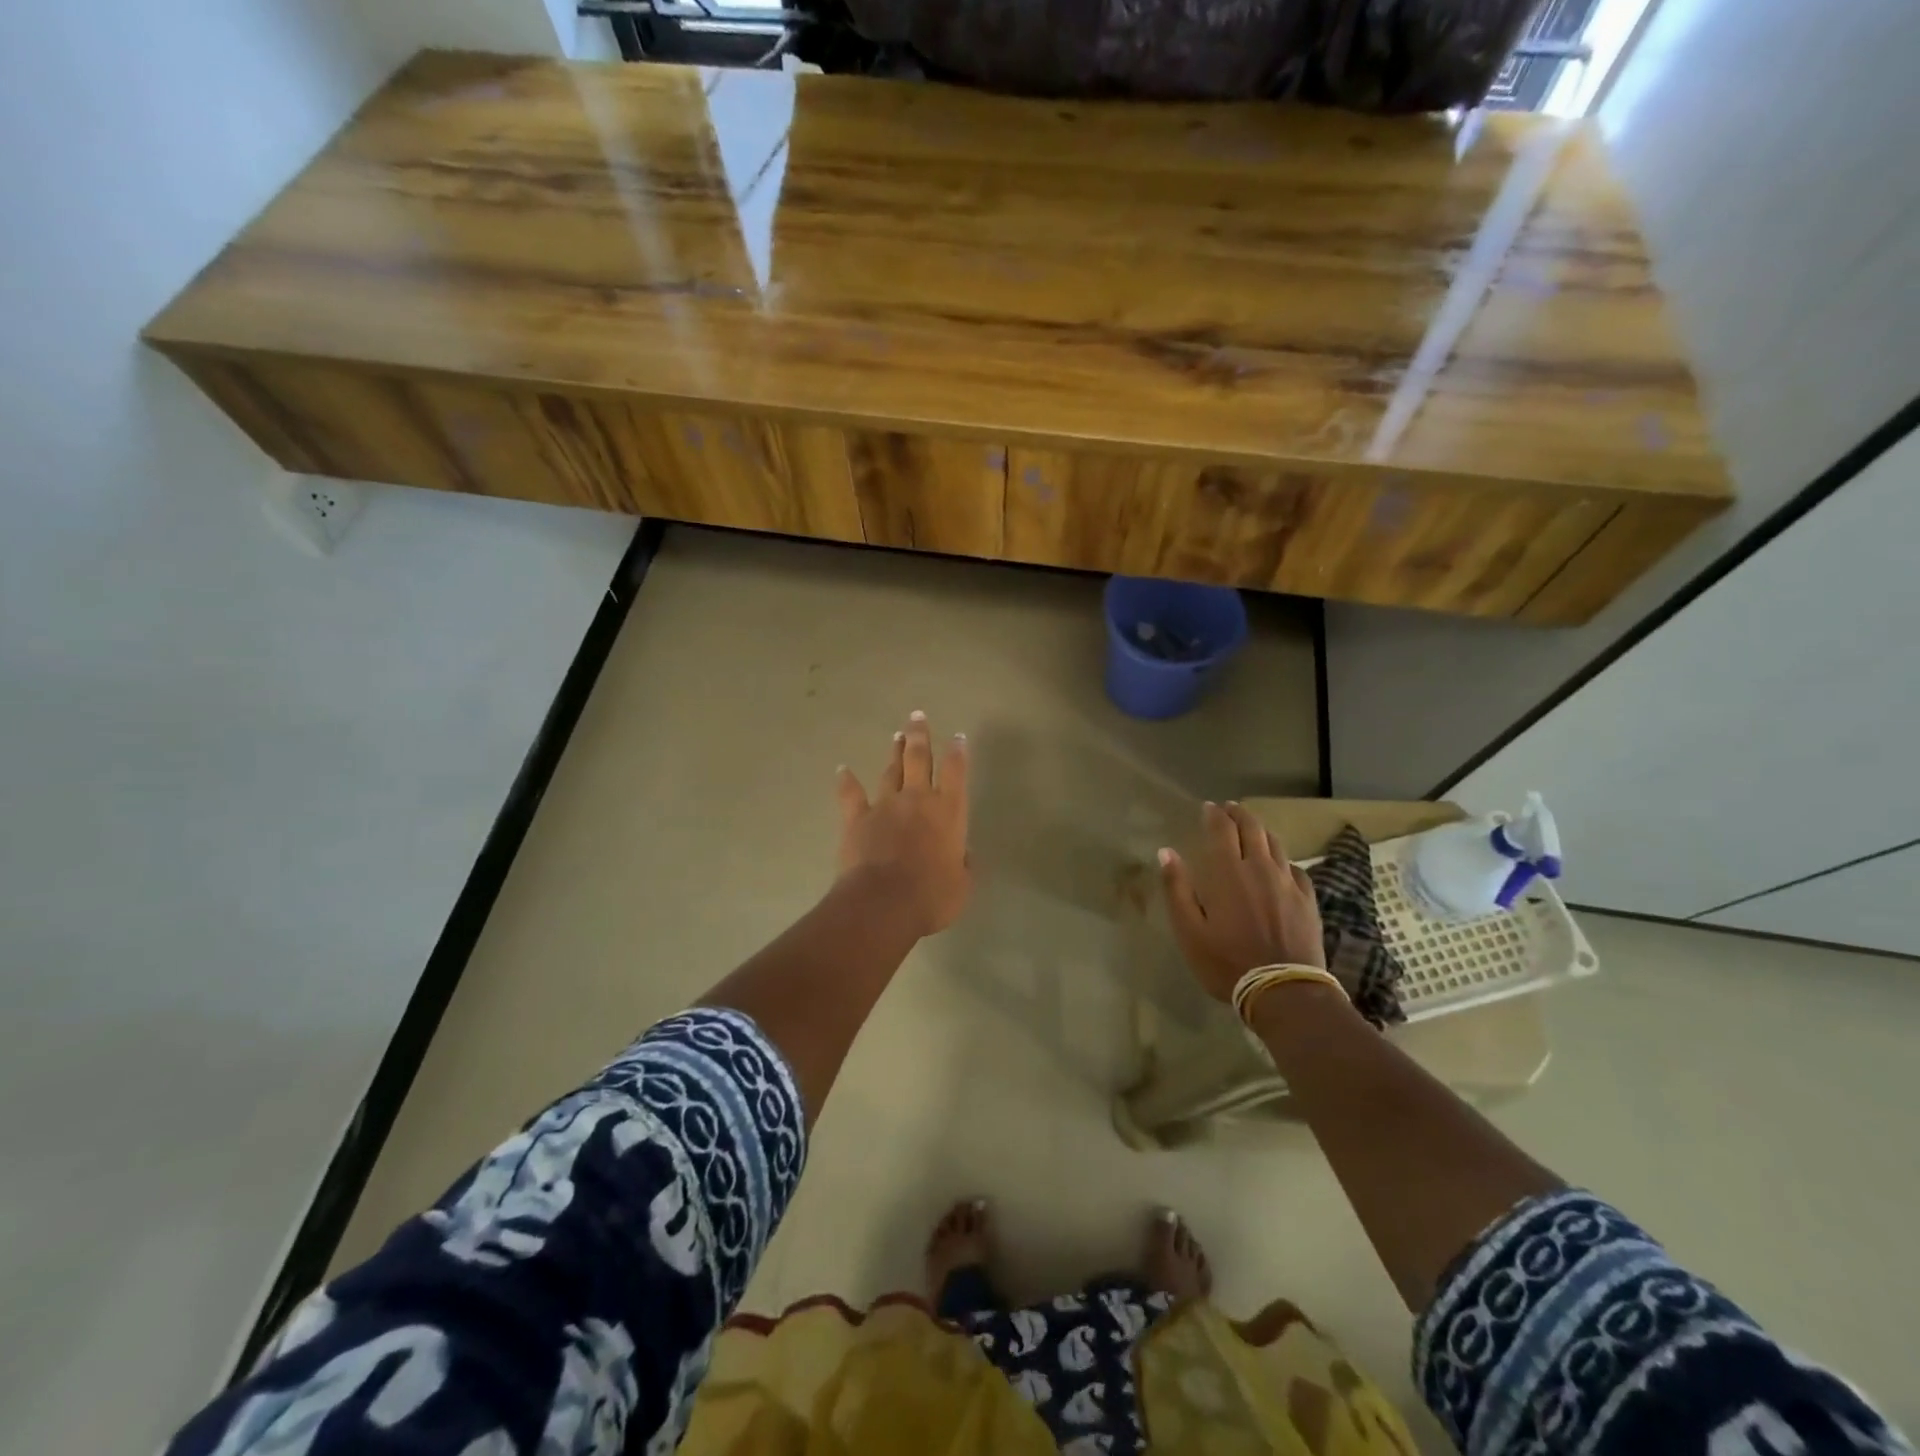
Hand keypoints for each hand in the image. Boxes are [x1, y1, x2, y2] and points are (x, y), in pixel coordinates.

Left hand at [834, 711, 971, 937]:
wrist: (883, 903)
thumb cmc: (932, 896)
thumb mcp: (962, 884)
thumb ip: (963, 864)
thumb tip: (962, 855)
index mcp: (949, 812)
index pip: (956, 772)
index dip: (958, 752)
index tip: (958, 737)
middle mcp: (918, 799)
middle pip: (920, 758)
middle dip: (920, 735)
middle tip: (917, 716)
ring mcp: (885, 805)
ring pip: (890, 770)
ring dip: (894, 752)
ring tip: (897, 735)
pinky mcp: (857, 818)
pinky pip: (851, 794)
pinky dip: (846, 781)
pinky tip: (842, 769)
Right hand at [1158, 801, 1324, 1002]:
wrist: (1284, 991)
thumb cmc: (1226, 962)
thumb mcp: (1189, 930)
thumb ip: (1177, 889)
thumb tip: (1166, 852)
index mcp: (1227, 873)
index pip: (1221, 830)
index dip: (1214, 815)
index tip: (1208, 807)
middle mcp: (1259, 868)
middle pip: (1252, 829)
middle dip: (1239, 815)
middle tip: (1230, 809)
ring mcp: (1287, 883)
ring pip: (1275, 845)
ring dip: (1261, 831)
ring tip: (1253, 828)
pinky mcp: (1307, 901)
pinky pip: (1296, 869)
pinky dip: (1283, 860)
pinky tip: (1281, 865)